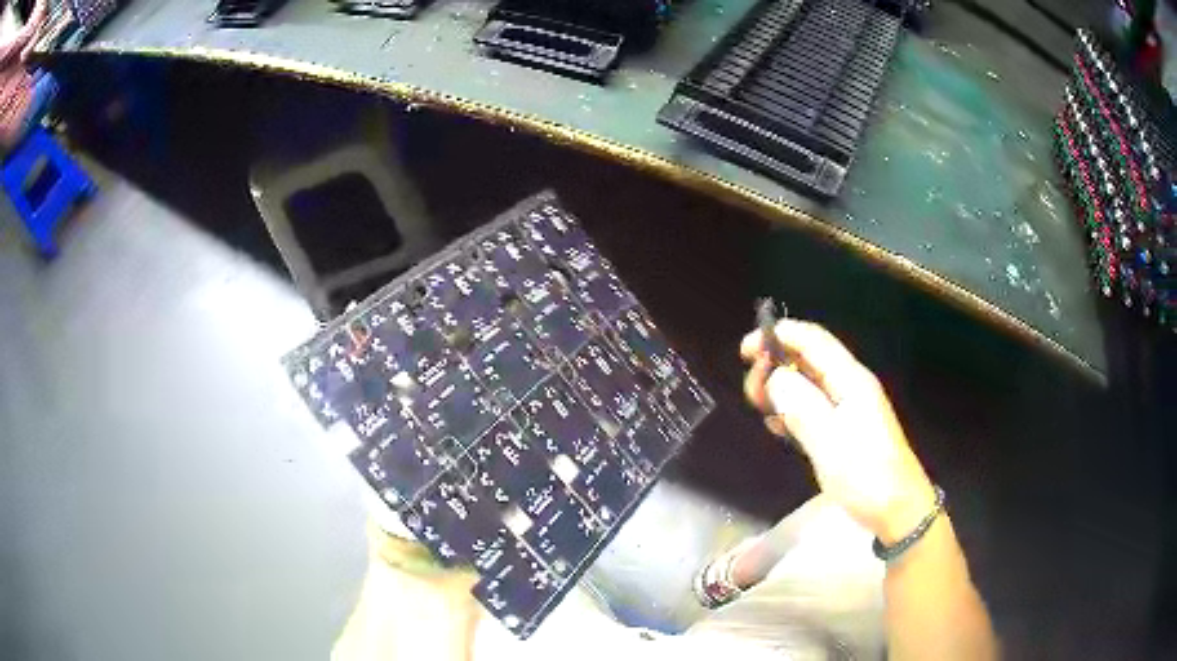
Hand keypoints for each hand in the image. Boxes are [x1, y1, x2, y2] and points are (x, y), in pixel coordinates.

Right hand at [742, 320, 936, 543]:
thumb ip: (800, 405)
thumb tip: (772, 376)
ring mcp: (849, 408)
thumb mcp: (829, 442)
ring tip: (762, 411)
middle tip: (752, 393)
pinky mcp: (845, 429)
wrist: (898, 510)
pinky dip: (792, 410)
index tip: (745, 351)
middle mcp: (850, 386)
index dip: (778, 335)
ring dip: (782, 389)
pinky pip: (813, 407)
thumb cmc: (866, 476)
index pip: (812, 340)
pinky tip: (780, 429)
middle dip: (776, 365)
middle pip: (808, 359)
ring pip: (808, 383)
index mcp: (851, 380)